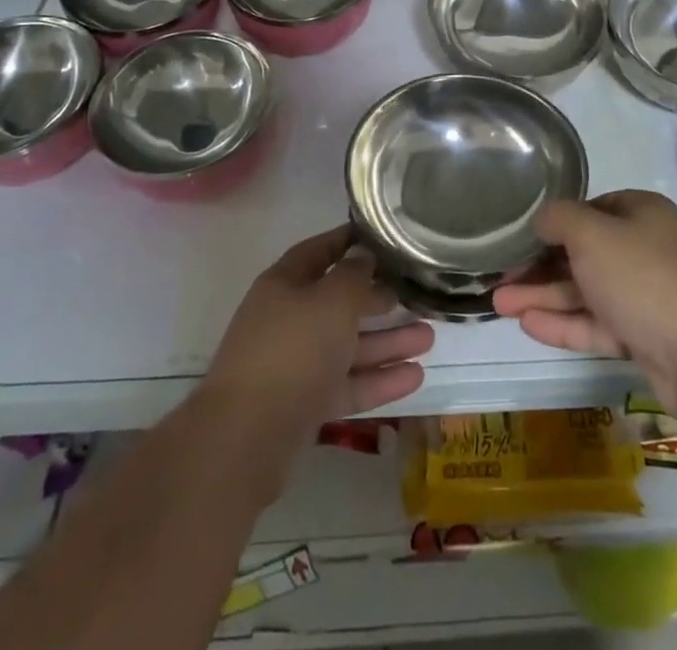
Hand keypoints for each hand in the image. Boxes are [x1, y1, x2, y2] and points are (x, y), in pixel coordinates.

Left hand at [200, 225, 433, 490]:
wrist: (246, 438)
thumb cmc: (293, 350)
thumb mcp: (332, 300)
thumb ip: (354, 275)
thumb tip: (364, 255)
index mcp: (285, 284)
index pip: (320, 251)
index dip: (349, 241)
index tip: (384, 237)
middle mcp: (288, 319)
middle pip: (338, 301)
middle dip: (378, 298)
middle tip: (414, 293)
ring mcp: (295, 364)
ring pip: (348, 345)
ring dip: (387, 341)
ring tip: (429, 337)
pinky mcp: (304, 405)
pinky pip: (347, 384)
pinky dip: (378, 379)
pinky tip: (416, 377)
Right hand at [493, 190, 676, 419]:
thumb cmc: (644, 277)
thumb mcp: (592, 234)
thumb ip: (560, 219)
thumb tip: (543, 219)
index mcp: (642, 213)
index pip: (591, 208)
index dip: (554, 223)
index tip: (521, 238)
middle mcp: (647, 248)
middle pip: (584, 253)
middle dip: (540, 266)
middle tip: (500, 279)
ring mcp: (649, 295)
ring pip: (588, 291)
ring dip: (544, 296)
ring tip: (498, 305)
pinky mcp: (647, 336)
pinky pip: (599, 323)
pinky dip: (565, 322)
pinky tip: (528, 324)